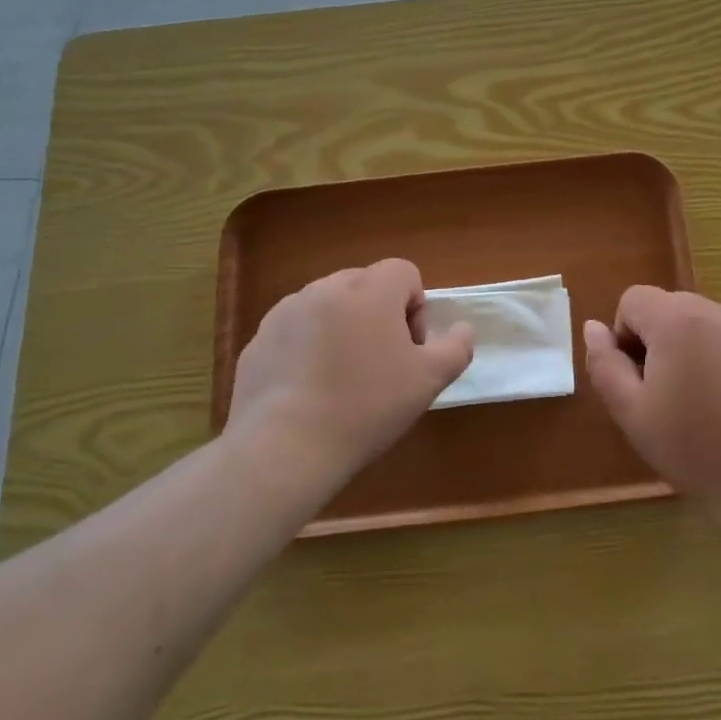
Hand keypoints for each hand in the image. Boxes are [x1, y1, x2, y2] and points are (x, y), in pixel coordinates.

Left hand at [227, 259, 473, 484]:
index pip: (404, 272)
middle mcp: (325, 289)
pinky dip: (308, 349)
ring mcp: (286, 312)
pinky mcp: (258, 340)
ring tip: (342, 380)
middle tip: (381, 365)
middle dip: (379, 316)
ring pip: (328, 307)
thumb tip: (462, 328)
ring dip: (343, 330)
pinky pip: (296, 331)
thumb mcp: (429, 380)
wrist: (284, 447)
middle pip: (365, 286)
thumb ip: (456, 347)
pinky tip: (309, 392)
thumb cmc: (367, 406)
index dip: (416, 308)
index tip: (410, 350)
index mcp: (369, 290)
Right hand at [583, 286, 720, 503]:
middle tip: (665, 393)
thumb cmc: (691, 447)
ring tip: (701, 400)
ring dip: (692, 348)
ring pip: (704, 322)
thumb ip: (604, 363)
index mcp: (677, 320)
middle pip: (670, 307)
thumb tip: (593, 328)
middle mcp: (717, 311)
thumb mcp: (630, 411)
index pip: (634, 299)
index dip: (624, 335)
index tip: (637, 379)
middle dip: (658, 340)